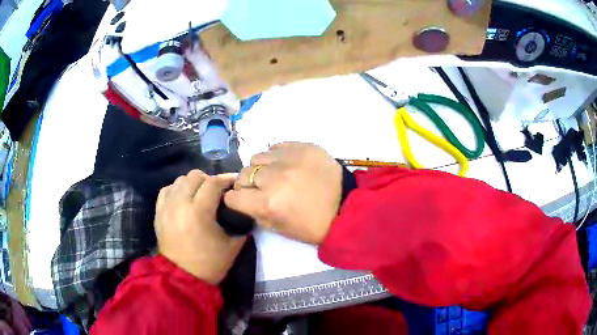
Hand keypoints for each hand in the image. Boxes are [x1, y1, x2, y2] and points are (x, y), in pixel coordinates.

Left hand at [155, 170, 245, 283]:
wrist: (182, 278)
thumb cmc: (209, 263)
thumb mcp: (232, 246)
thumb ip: (240, 224)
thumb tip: (242, 209)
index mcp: (199, 211)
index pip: (213, 183)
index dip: (226, 179)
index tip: (234, 181)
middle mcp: (180, 203)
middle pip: (194, 176)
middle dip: (209, 180)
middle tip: (216, 192)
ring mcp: (166, 207)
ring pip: (180, 180)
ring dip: (192, 184)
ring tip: (199, 195)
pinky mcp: (158, 212)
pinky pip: (167, 190)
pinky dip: (177, 190)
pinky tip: (183, 199)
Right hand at [224, 142, 342, 243]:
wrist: (347, 207)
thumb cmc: (313, 225)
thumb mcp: (279, 229)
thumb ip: (255, 212)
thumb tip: (243, 199)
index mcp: (268, 204)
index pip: (233, 197)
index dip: (236, 201)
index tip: (244, 201)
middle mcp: (274, 178)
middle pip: (243, 175)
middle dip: (248, 184)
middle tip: (262, 189)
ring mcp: (289, 158)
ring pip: (257, 157)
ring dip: (262, 168)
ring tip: (276, 175)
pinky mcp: (304, 146)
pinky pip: (276, 147)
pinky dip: (277, 157)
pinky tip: (288, 165)